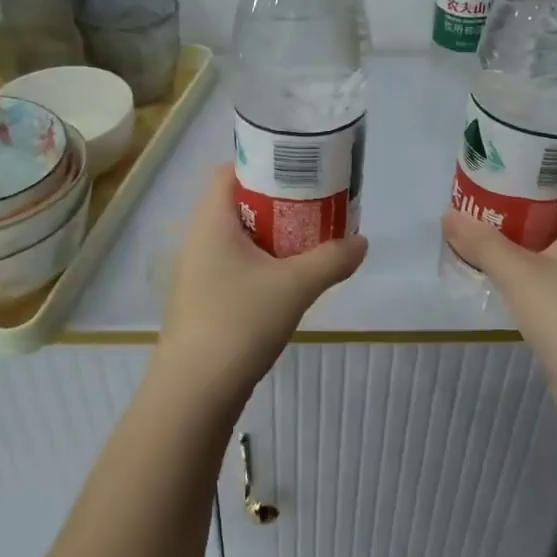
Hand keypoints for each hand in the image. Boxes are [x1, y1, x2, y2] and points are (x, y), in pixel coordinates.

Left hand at [151, 164, 368, 413]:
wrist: (195, 392)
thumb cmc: (239, 322)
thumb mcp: (295, 287)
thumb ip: (332, 259)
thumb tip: (362, 242)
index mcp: (210, 221)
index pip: (230, 171)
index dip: (264, 164)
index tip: (300, 172)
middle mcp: (197, 239)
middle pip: (238, 203)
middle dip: (278, 202)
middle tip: (316, 206)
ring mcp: (196, 272)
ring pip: (238, 237)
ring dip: (271, 235)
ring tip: (309, 241)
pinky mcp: (202, 300)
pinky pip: (234, 264)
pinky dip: (261, 262)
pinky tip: (287, 280)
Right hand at [441, 153, 556, 407]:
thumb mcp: (522, 277)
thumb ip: (484, 244)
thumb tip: (449, 215)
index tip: (530, 132)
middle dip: (536, 177)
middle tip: (494, 166)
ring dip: (528, 214)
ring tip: (486, 201)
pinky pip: (552, 256)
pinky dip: (527, 247)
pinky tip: (496, 250)